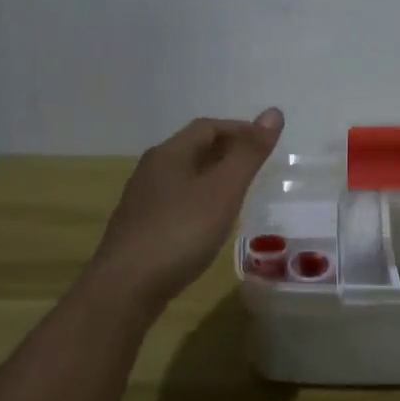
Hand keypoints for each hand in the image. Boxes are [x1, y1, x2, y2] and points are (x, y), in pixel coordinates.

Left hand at [91, 109, 284, 308]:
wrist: (126, 288)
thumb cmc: (180, 232)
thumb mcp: (223, 190)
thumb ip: (248, 154)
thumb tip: (273, 112)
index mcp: (169, 153)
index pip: (208, 126)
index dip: (240, 129)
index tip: (267, 144)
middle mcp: (151, 170)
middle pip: (193, 149)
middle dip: (227, 151)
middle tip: (257, 167)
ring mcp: (142, 201)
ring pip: (184, 177)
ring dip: (212, 177)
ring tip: (239, 194)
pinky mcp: (140, 229)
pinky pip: (176, 202)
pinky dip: (199, 201)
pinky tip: (209, 224)